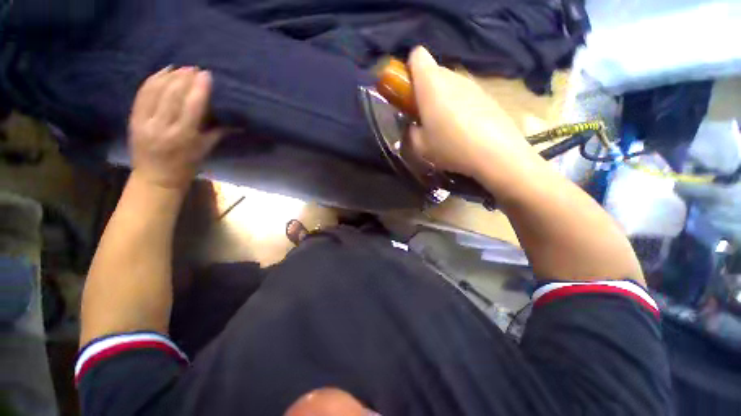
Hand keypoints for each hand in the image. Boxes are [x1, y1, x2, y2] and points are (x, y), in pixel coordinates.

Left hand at [128, 66, 220, 190]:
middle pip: (173, 95)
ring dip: (169, 76)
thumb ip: (217, 133)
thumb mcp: (204, 151)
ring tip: (180, 68)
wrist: (155, 178)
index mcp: (183, 137)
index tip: (206, 75)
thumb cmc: (186, 167)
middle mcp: (162, 127)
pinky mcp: (133, 119)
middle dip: (184, 78)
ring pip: (156, 91)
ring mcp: (145, 122)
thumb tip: (235, 122)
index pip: (192, 106)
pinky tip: (162, 72)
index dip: (199, 88)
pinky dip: (152, 80)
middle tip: (194, 69)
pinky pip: (142, 94)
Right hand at [407, 47, 534, 178]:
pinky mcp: (487, 96)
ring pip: (450, 84)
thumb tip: (414, 125)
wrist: (496, 153)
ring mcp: (472, 84)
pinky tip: (464, 128)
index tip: (408, 93)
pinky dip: (460, 106)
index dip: (409, 70)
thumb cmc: (450, 146)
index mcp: (430, 83)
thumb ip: (411, 131)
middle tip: (424, 116)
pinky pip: (465, 95)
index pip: (417, 55)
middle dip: (425, 89)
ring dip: (443, 99)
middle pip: (434, 72)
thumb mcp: (420, 146)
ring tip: (445, 126)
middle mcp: (452, 76)